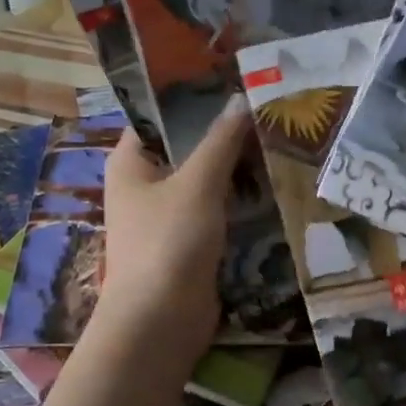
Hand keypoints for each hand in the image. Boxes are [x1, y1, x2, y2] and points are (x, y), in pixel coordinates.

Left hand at [92, 97, 251, 373]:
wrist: (160, 324)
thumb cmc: (169, 242)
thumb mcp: (198, 183)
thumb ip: (221, 141)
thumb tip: (241, 99)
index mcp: (130, 162)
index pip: (157, 115)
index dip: (191, 97)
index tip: (232, 81)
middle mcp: (143, 184)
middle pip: (185, 146)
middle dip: (222, 132)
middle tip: (264, 108)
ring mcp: (165, 214)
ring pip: (203, 178)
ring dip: (234, 166)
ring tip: (275, 138)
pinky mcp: (187, 241)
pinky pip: (214, 208)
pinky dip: (236, 197)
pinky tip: (270, 183)